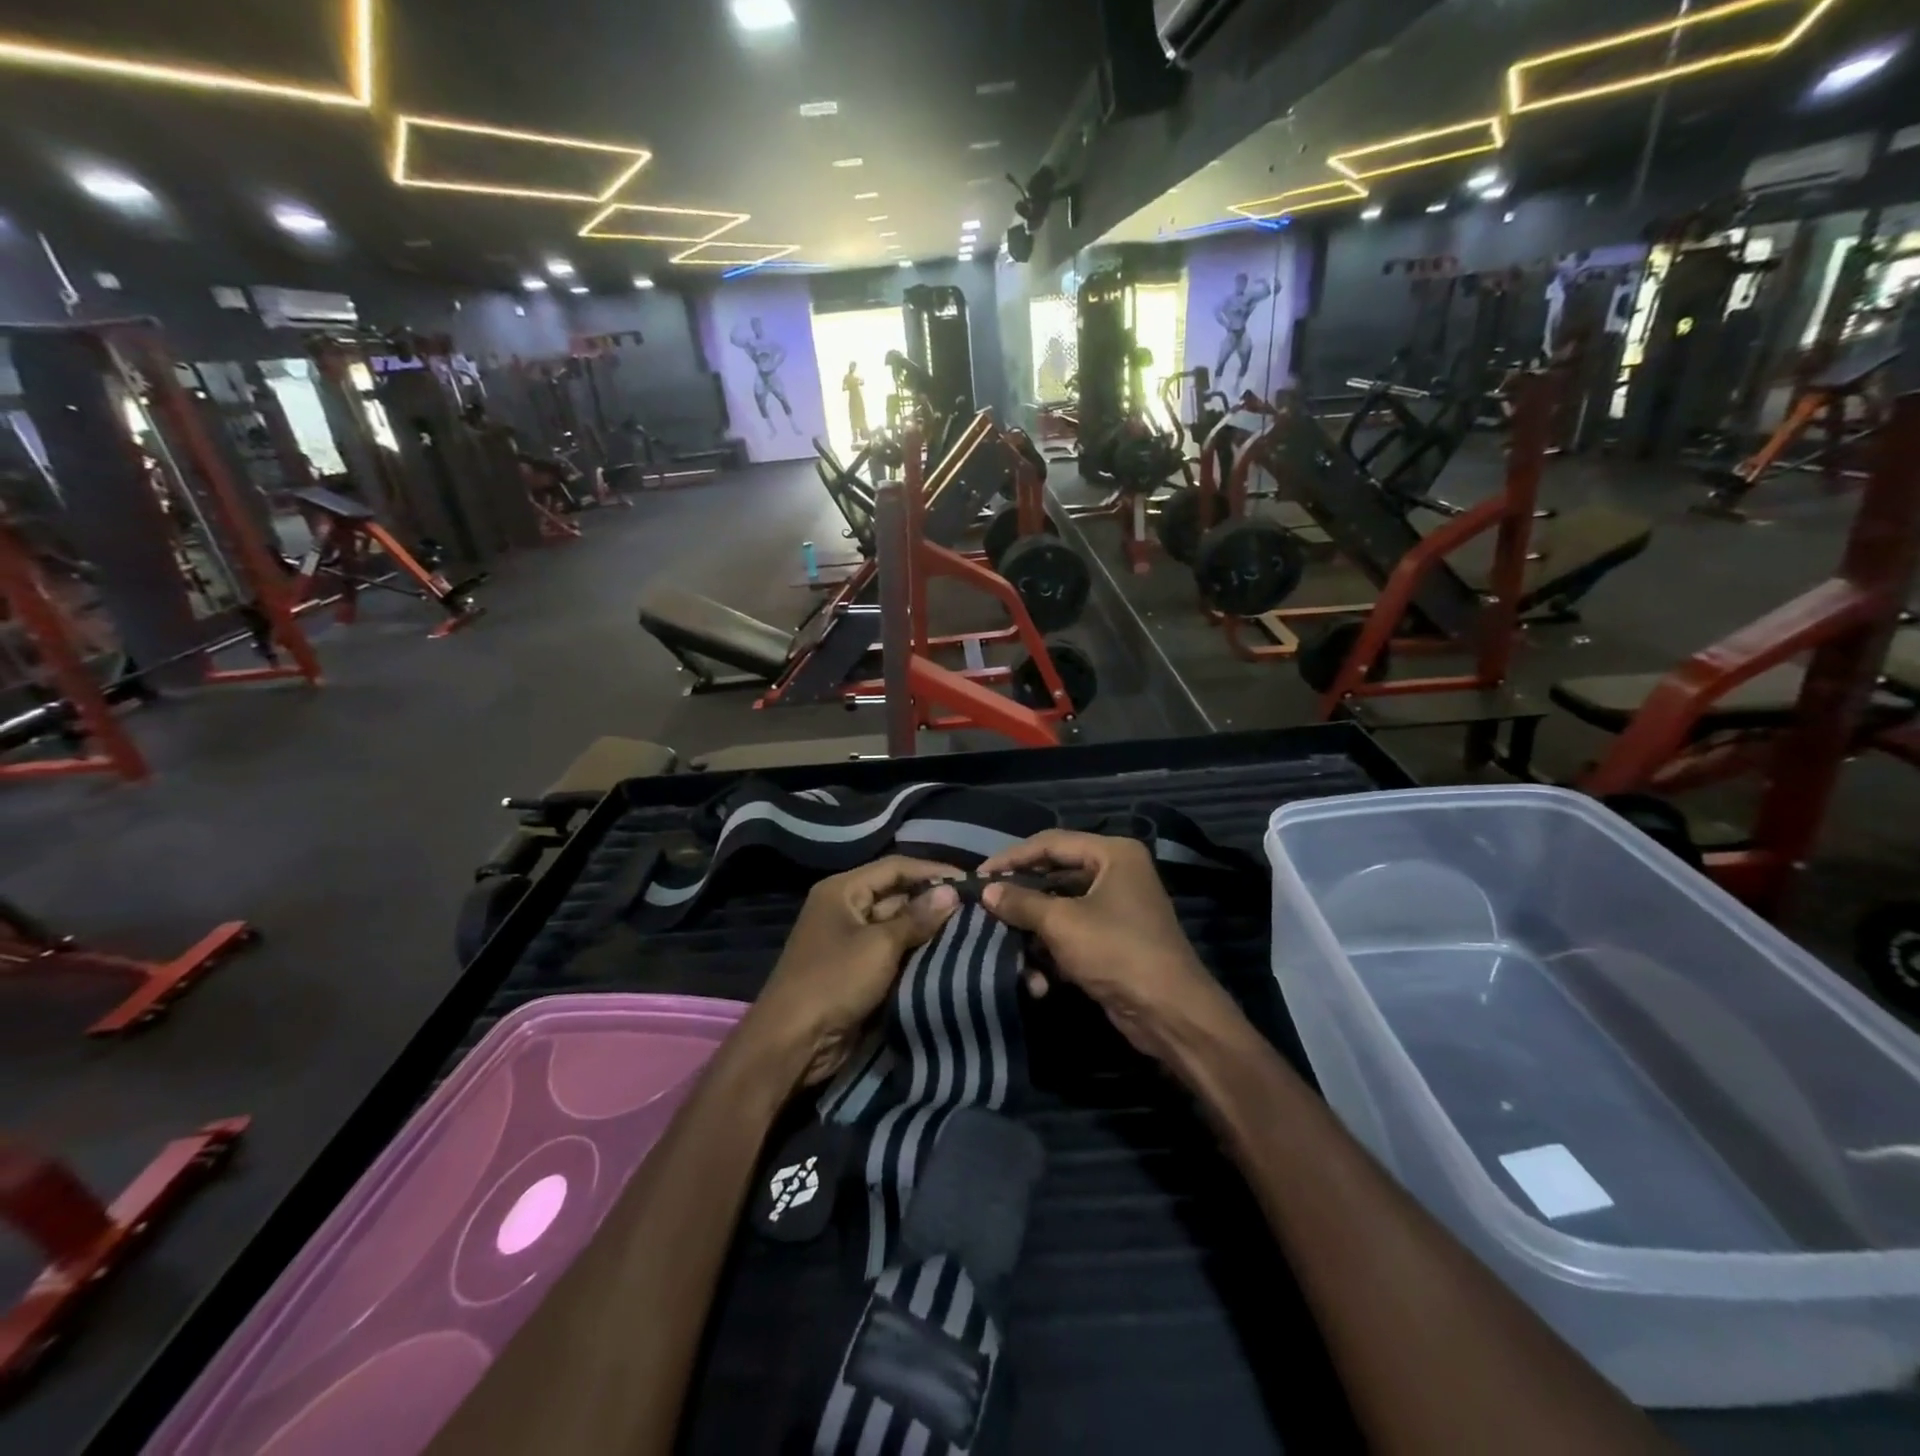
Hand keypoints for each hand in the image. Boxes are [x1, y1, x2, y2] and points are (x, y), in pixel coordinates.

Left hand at [745, 858, 960, 1085]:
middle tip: (976, 909)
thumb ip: (917, 918)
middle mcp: (845, 908)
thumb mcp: (880, 945)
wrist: (794, 1043)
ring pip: (897, 926)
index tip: (970, 881)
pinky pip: (892, 953)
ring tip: (971, 930)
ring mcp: (850, 941)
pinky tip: (948, 956)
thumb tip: (952, 892)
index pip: (895, 867)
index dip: (932, 871)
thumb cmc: (834, 981)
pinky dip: (916, 954)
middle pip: (896, 895)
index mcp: (843, 890)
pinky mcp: (857, 970)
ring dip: (928, 930)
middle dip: (933, 902)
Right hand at [979, 831, 1238, 1062]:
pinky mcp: (1113, 940)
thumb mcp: (1062, 923)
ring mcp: (1116, 907)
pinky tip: (1035, 973)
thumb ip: (1021, 902)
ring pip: (1060, 907)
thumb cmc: (1116, 951)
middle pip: (1055, 874)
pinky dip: (1052, 948)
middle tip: (985, 905)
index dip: (1012, 857)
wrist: (1169, 1013)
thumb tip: (986, 890)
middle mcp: (1116, 873)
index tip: (979, 875)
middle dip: (1021, 896)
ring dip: (1034, 929)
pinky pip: (1072, 932)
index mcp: (1112, 854)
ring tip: (1003, 941)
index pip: (1051, 843)